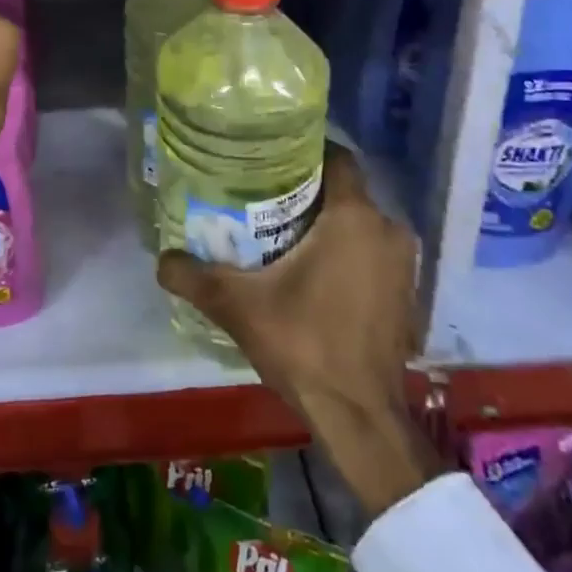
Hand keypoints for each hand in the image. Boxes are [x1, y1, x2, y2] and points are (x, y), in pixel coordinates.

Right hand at [157, 145, 440, 518]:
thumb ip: (193, 277)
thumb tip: (161, 259)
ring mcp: (405, 266)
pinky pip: (374, 255)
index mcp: (354, 217)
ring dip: (330, 227)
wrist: (361, 418)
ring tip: (285, 236)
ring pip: (361, 225)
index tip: (272, 159)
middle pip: (345, 193)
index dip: (306, 152)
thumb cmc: (305, 345)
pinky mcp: (409, 296)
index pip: (337, 158)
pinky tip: (317, 276)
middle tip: (265, 199)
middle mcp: (388, 230)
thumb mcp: (238, 307)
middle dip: (309, 193)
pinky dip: (350, 255)